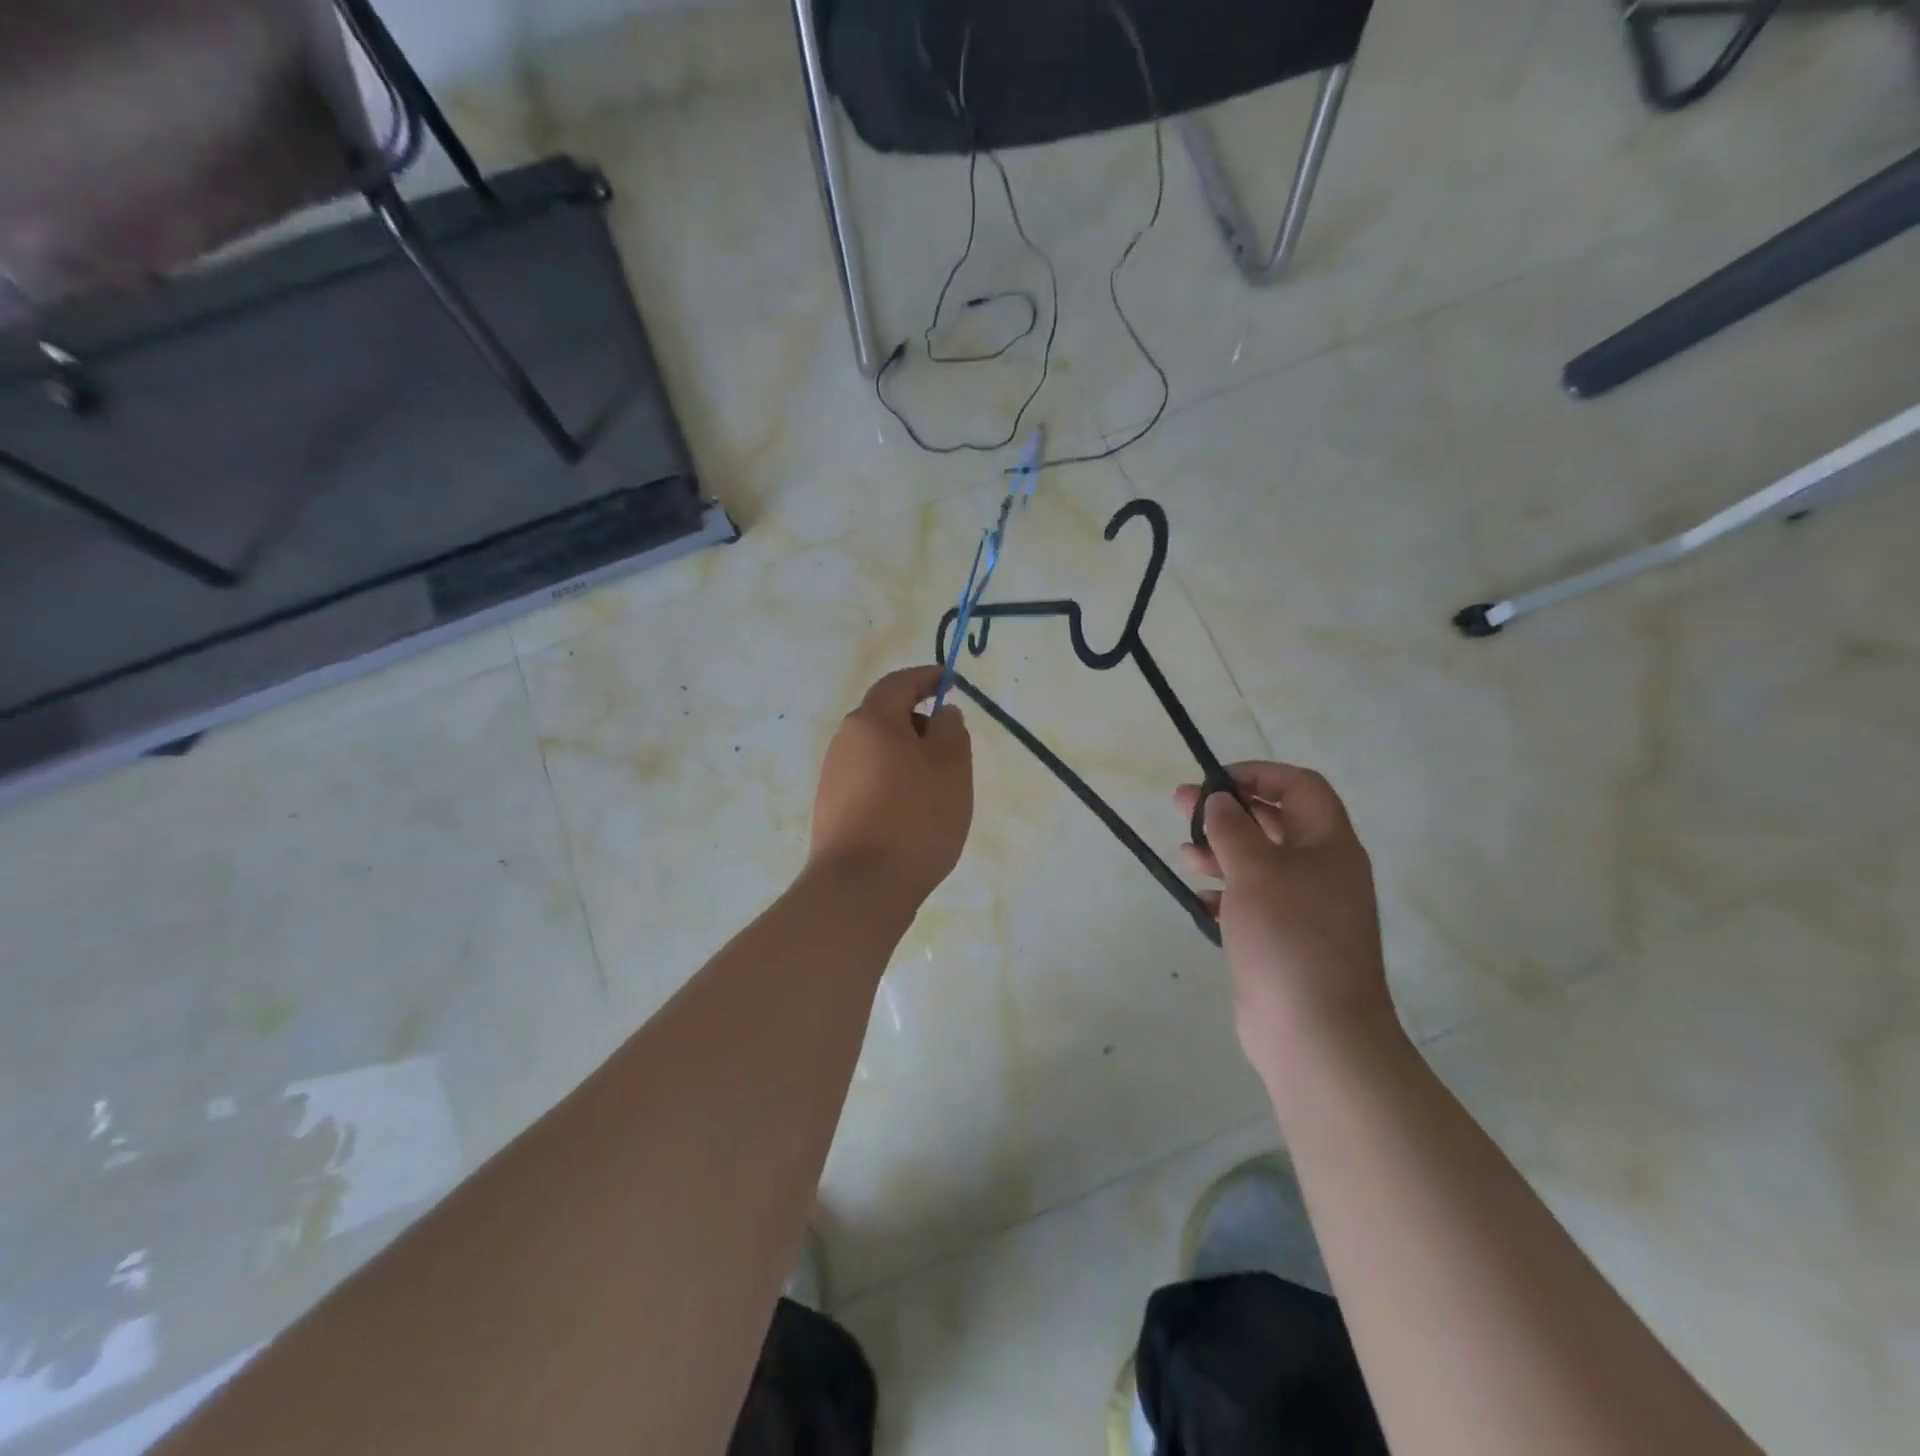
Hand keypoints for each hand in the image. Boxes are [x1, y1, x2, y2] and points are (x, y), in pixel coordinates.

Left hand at [809, 667, 972, 907]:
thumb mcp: (951, 766)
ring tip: (937, 786)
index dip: (925, 677)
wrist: (861, 886)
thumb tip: (941, 714)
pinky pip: (869, 782)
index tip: (948, 680)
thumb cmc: (914, 816)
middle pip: (885, 718)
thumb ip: (951, 730)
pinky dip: (893, 784)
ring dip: (906, 757)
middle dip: (919, 723)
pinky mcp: (832, 810)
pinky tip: (912, 813)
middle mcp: (845, 741)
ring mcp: (833, 777)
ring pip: (878, 753)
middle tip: (951, 745)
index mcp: (871, 720)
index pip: (898, 683)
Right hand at [1175, 763, 1399, 1087]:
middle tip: (1181, 806)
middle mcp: (1323, 870)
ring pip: (1260, 863)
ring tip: (1184, 853)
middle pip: (1274, 822)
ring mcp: (1306, 908)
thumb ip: (1231, 829)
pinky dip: (1226, 893)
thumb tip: (1218, 801)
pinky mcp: (1286, 940)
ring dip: (1221, 852)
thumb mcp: (1254, 871)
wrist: (1316, 1033)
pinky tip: (1200, 898)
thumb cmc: (1288, 937)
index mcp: (1329, 845)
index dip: (1258, 774)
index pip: (1299, 786)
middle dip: (1228, 811)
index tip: (1214, 782)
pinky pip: (1254, 902)